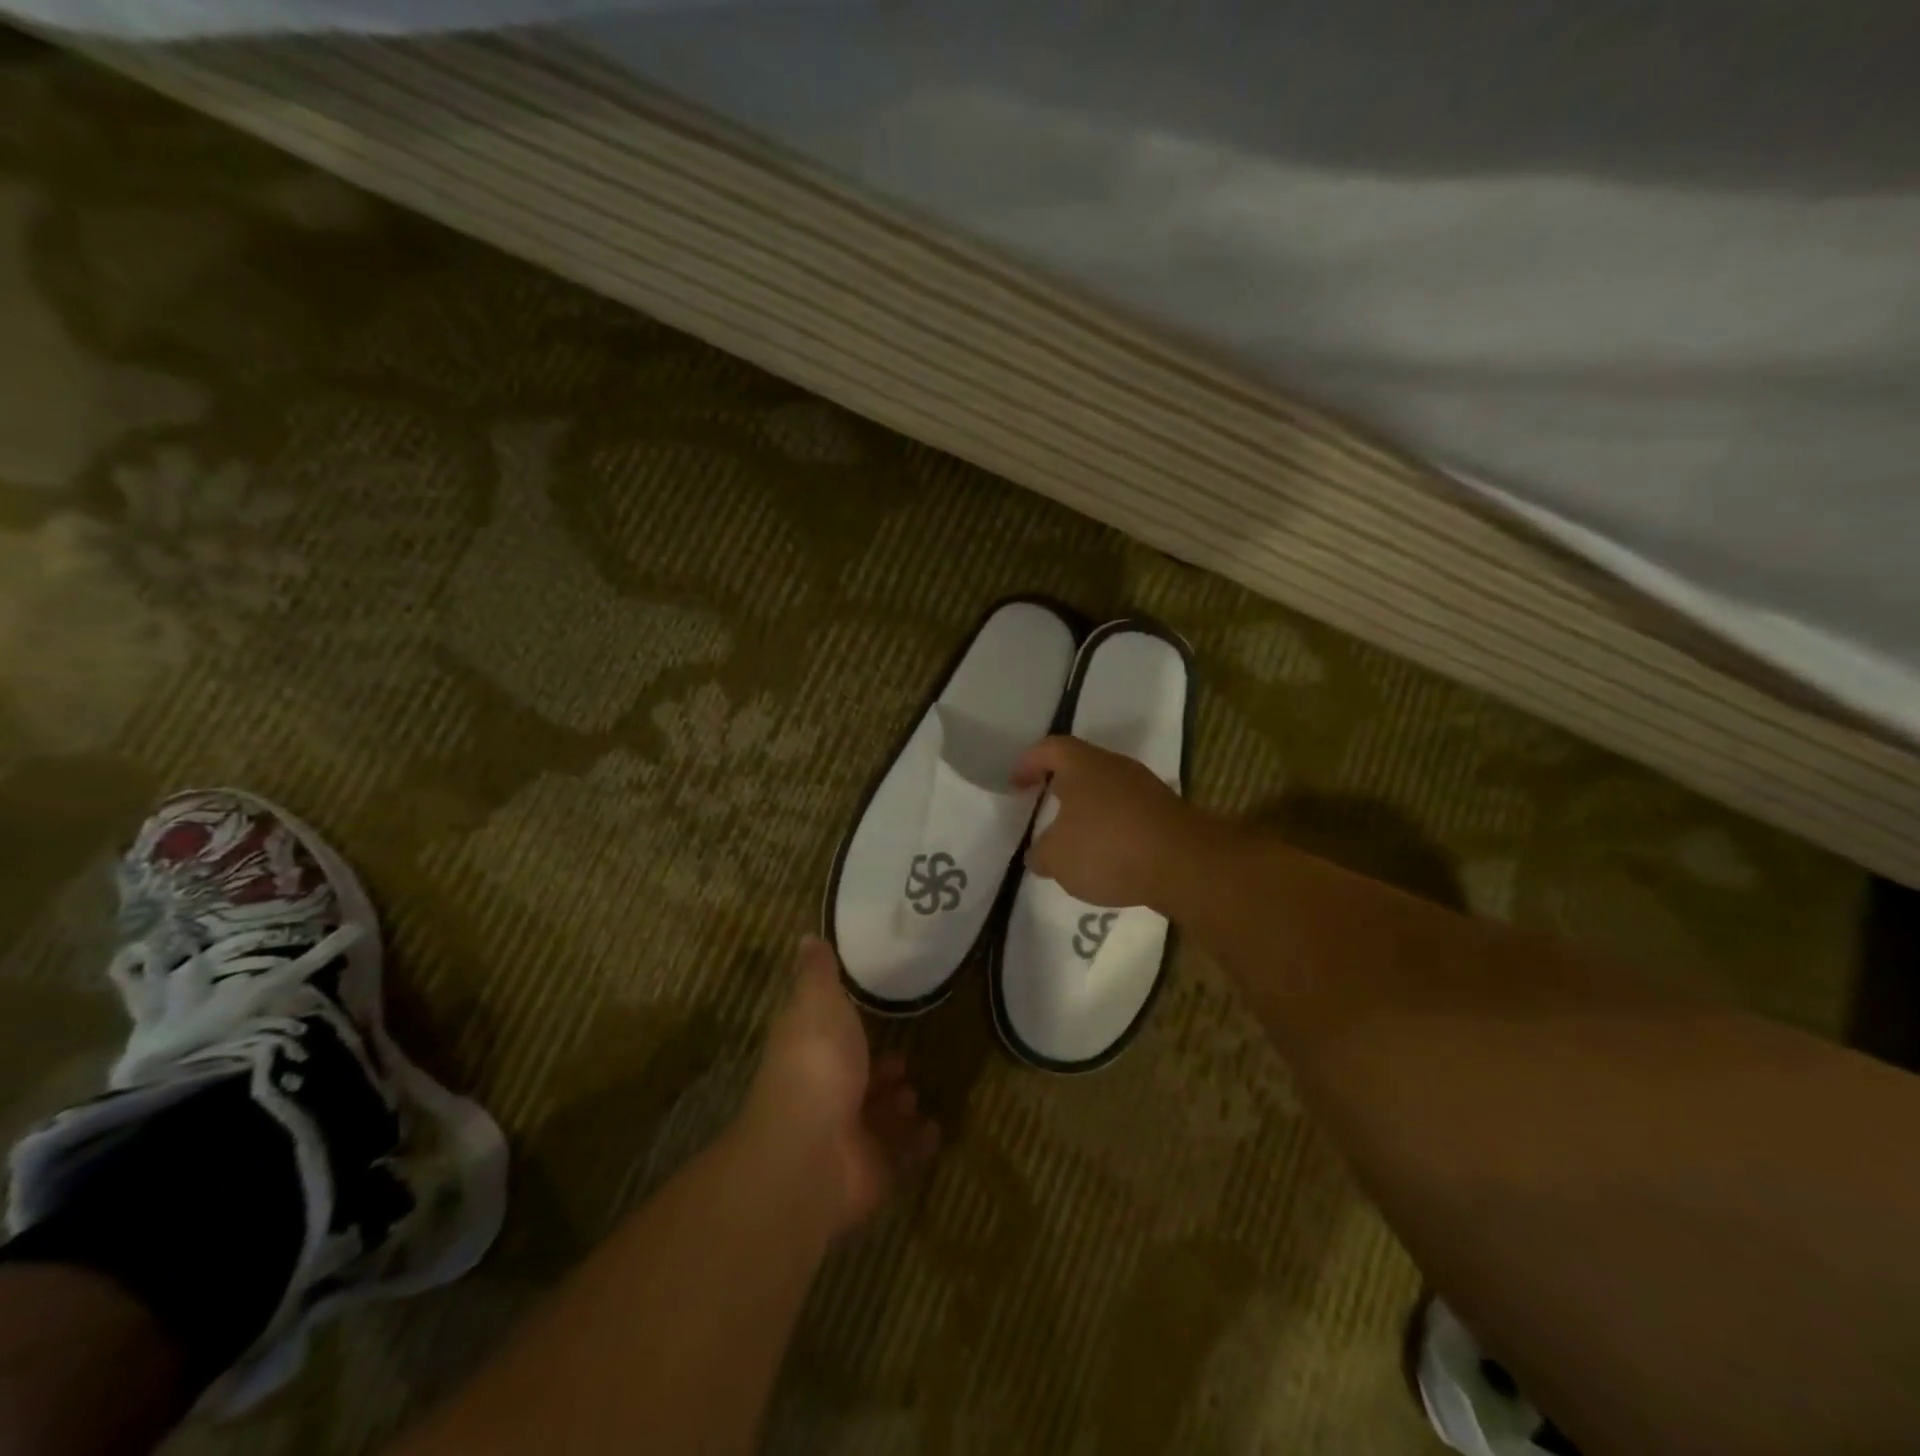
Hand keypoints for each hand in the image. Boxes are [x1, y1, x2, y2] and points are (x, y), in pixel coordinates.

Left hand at [745, 936, 939, 1234]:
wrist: (812, 1150)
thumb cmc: (817, 1064)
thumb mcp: (818, 1003)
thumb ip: (819, 973)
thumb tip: (806, 937)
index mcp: (810, 1055)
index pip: (828, 1040)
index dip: (848, 1031)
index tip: (876, 1016)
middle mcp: (824, 1097)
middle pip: (854, 1084)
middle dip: (879, 1073)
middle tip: (907, 1060)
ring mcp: (847, 1139)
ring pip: (876, 1121)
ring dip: (896, 1107)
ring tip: (918, 1093)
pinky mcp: (872, 1173)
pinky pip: (900, 1157)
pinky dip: (918, 1145)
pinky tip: (937, 1129)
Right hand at [1012, 735, 1214, 911]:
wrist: (1184, 864)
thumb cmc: (1108, 848)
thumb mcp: (1057, 858)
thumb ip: (1041, 852)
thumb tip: (1039, 853)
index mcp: (1083, 765)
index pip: (1049, 749)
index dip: (1028, 763)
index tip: (1016, 785)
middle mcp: (1115, 767)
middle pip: (1081, 767)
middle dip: (1060, 787)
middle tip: (1043, 808)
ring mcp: (1145, 788)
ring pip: (1107, 791)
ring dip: (1088, 810)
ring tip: (1074, 839)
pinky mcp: (1166, 813)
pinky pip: (1128, 813)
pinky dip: (1113, 829)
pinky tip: (1108, 856)